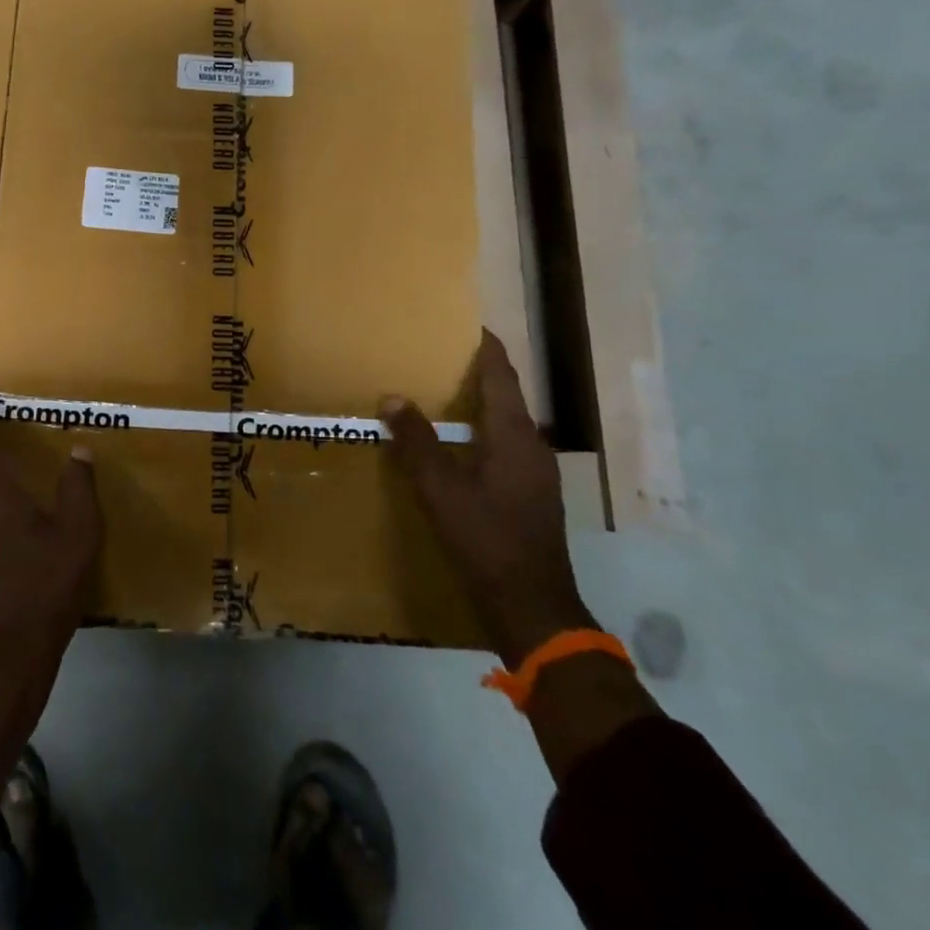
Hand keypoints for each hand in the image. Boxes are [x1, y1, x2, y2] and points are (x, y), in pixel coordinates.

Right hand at [382, 332, 593, 668]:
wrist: (532, 606)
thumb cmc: (485, 539)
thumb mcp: (440, 489)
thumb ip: (416, 441)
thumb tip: (392, 397)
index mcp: (514, 435)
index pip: (502, 375)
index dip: (486, 347)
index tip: (467, 324)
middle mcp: (532, 446)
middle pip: (506, 396)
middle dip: (477, 373)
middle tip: (438, 357)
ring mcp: (536, 473)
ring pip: (505, 423)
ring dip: (478, 405)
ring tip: (441, 396)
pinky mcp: (531, 494)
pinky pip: (504, 446)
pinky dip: (481, 433)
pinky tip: (457, 446)